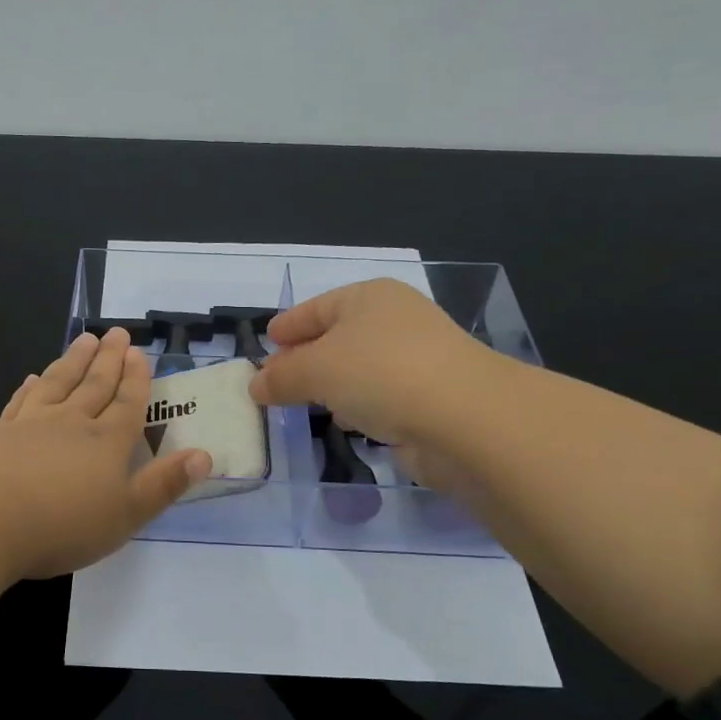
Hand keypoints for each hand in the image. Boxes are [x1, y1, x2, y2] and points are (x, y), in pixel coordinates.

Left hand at [0, 327, 211, 578]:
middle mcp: (72, 423)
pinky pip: (22, 401)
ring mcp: (32, 424)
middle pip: (95, 384)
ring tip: (84, 339)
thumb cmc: (63, 523)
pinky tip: (33, 377)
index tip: (139, 353)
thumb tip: (204, 455)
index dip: (136, 379)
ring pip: (59, 383)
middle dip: (109, 359)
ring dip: (74, 360)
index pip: (127, 403)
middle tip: (117, 333)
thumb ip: (164, 485)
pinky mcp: (0, 434)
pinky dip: (31, 387)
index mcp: (106, 442)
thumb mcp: (126, 514)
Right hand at [247, 279, 485, 465]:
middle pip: (337, 337)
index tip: (267, 341)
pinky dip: (359, 406)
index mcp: (369, 298)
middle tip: (275, 379)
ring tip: (302, 403)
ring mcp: (416, 361)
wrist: (464, 419)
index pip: (317, 308)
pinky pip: (380, 397)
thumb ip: (281, 377)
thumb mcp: (315, 369)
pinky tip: (344, 421)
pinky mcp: (429, 399)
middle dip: (305, 358)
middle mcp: (394, 322)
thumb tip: (256, 386)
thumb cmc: (380, 374)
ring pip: (359, 369)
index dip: (289, 325)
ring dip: (332, 384)